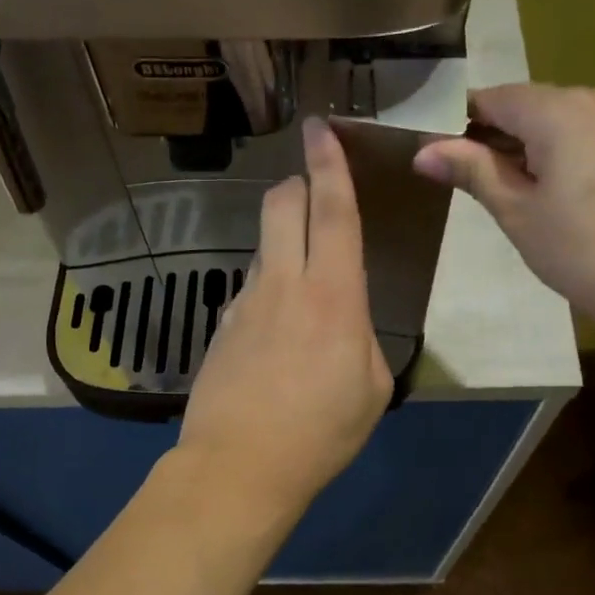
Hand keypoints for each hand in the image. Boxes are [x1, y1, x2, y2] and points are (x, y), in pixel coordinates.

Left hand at [181, 117, 393, 512]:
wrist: (240, 466)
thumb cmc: (321, 432)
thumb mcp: (372, 387)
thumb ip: (363, 337)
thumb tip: (346, 320)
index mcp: (333, 295)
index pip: (333, 210)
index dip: (329, 164)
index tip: (320, 128)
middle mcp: (284, 284)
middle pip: (282, 206)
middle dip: (296, 184)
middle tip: (310, 190)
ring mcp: (244, 303)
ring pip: (263, 247)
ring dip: (283, 245)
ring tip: (302, 289)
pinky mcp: (221, 327)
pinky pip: (249, 291)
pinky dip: (267, 292)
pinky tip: (275, 336)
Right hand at [413, 83, 594, 359]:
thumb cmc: (586, 254)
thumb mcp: (518, 214)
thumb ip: (473, 172)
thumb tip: (423, 151)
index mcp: (560, 110)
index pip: (495, 98)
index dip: (463, 122)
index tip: (445, 154)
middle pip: (536, 107)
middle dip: (506, 138)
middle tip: (488, 188)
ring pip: (572, 122)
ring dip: (544, 149)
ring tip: (537, 202)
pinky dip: (580, 156)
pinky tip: (581, 201)